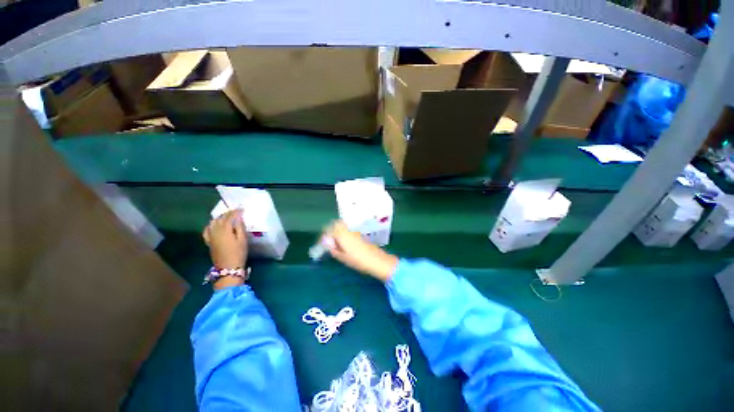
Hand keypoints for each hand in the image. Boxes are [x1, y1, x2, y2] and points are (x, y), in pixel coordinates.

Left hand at [203, 210, 247, 269]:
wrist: (228, 268)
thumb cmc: (238, 253)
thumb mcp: (243, 240)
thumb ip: (240, 227)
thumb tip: (238, 217)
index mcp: (225, 230)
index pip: (230, 216)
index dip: (236, 211)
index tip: (242, 208)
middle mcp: (215, 231)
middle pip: (221, 218)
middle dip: (228, 213)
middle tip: (237, 211)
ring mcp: (210, 236)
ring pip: (213, 222)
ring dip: (220, 217)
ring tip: (227, 216)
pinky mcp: (209, 241)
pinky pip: (207, 230)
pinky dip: (211, 225)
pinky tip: (215, 225)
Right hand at [324, 221, 398, 281]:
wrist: (376, 260)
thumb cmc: (358, 260)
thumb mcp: (343, 258)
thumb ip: (334, 250)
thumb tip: (329, 245)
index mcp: (342, 235)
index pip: (330, 228)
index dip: (324, 234)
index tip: (322, 242)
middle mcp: (348, 230)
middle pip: (337, 224)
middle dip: (331, 230)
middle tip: (329, 241)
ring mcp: (355, 232)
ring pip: (343, 227)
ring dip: (338, 232)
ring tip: (336, 244)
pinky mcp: (360, 235)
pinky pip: (349, 231)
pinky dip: (344, 234)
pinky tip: (345, 244)